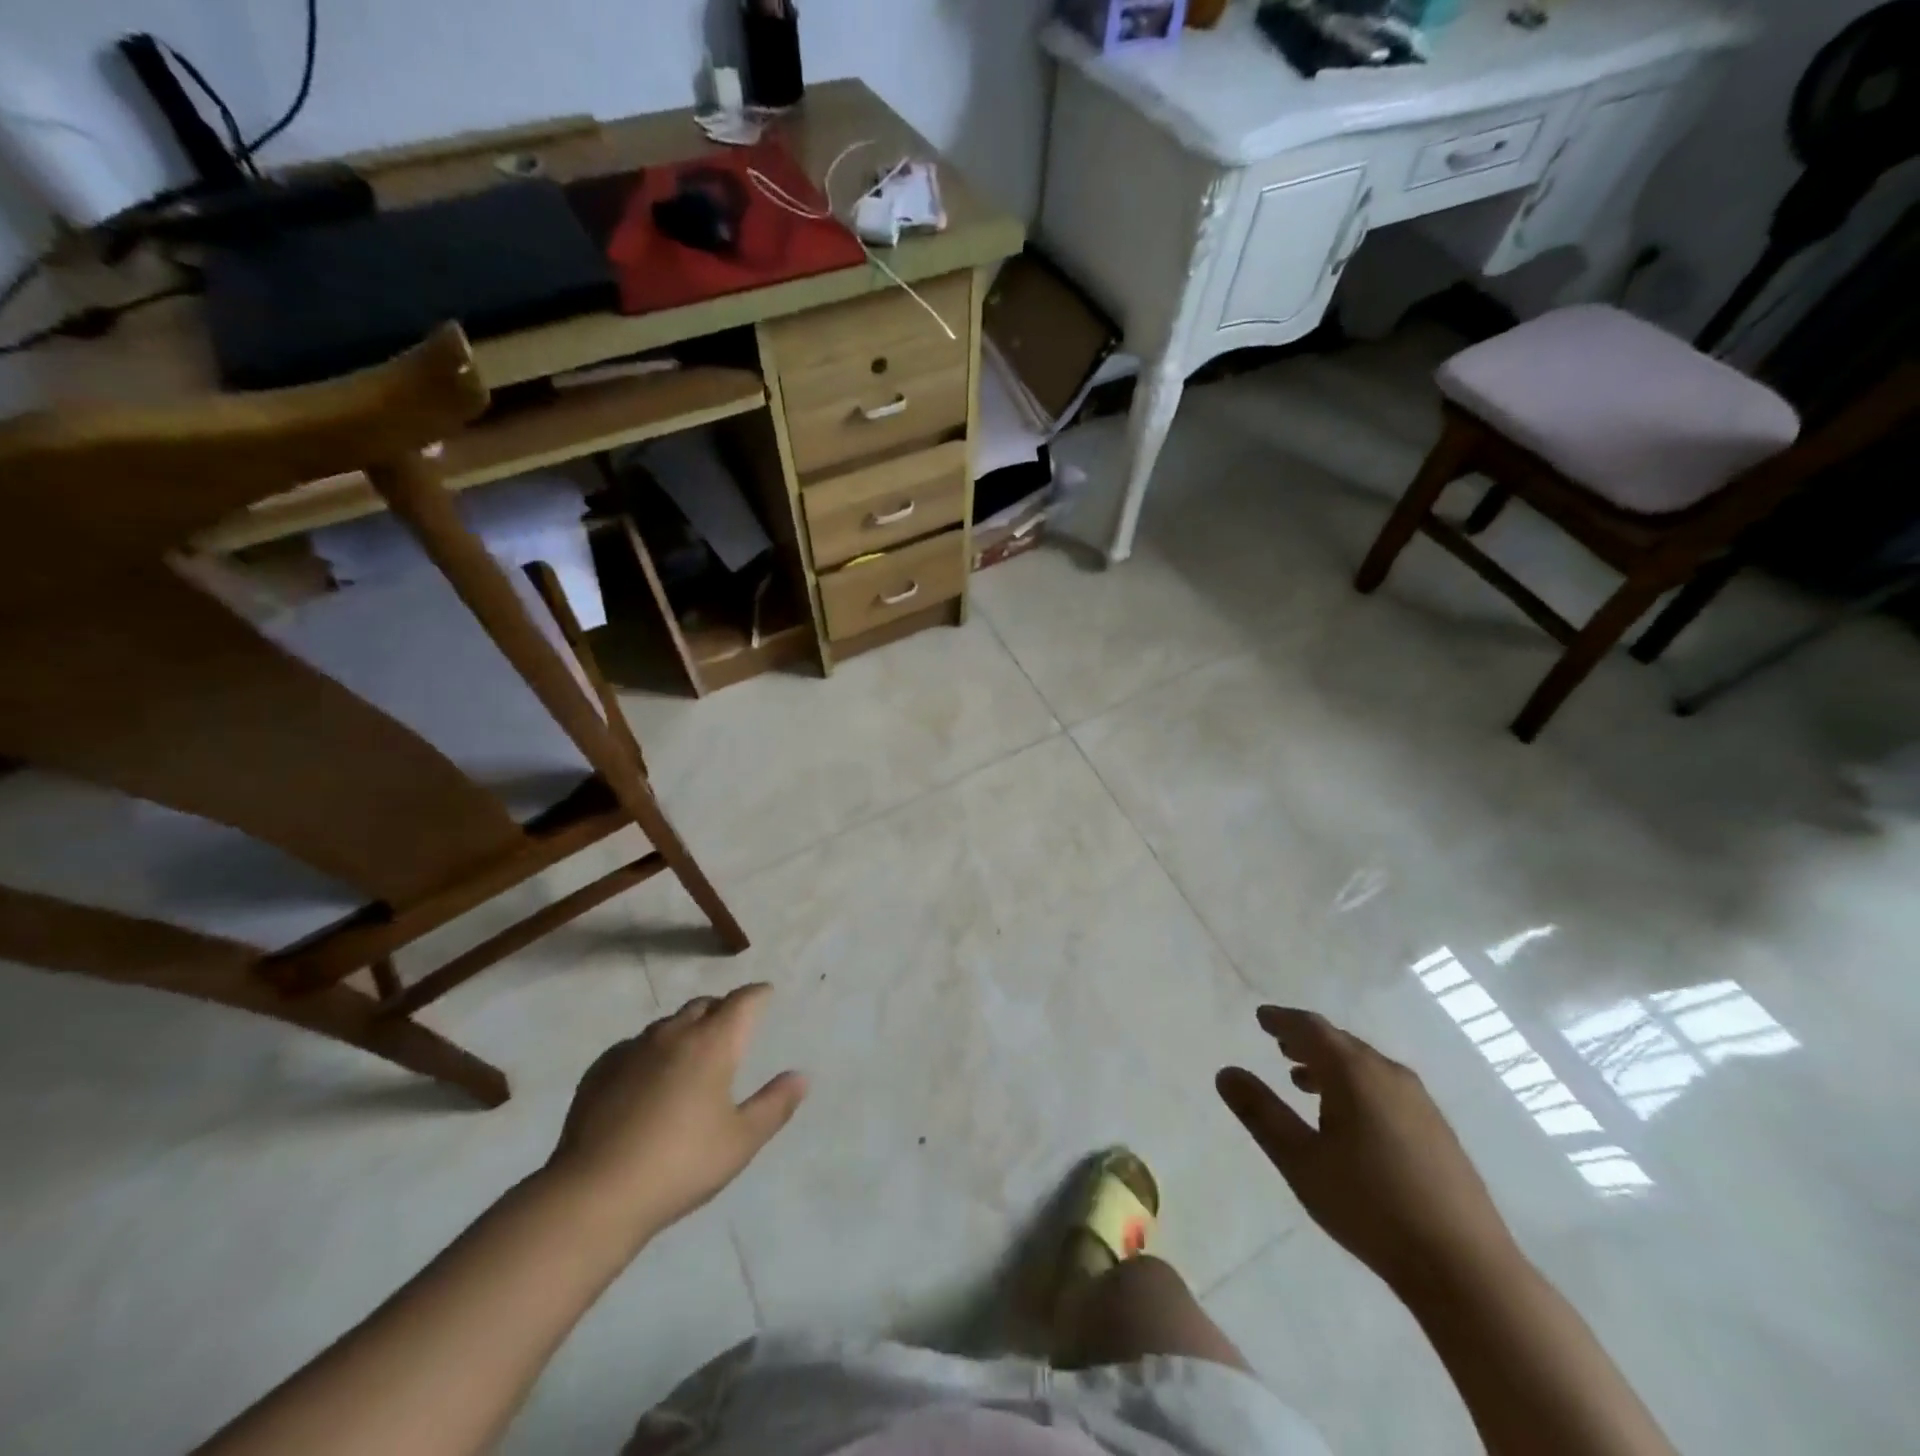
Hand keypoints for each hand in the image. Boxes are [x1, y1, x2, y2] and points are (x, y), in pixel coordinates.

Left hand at [546, 985, 805, 1242]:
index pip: (743, 1001)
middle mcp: (674, 1034)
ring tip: (691, 1056)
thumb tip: (801, 1076)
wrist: (594, 1194)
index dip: (758, 994)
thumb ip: (775, 1104)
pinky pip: (634, 1047)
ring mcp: (632, 1050)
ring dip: (685, 1030)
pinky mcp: (600, 1071)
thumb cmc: (681, 1164)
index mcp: (713, 1043)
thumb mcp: (741, 1141)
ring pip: (667, 1025)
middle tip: (731, 1029)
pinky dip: (651, 1053)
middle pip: (704, 1005)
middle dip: (721, 1010)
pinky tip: (647, 1079)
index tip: (766, 994)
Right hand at [1218, 1007, 1517, 1294]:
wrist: (1465, 1268)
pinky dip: (1357, 1086)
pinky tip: (1350, 1118)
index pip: (1311, 1029)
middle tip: (1279, 1044)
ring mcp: (1420, 1103)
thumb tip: (1226, 1073)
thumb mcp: (1300, 1161)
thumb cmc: (1370, 1207)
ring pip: (1365, 1067)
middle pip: (1341, 1043)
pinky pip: (1385, 1088)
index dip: (1282, 1020)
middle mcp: (1389, 1075)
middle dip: (1307, 1041)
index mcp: (1354, 1073)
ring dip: (1331, 1066)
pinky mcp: (1438, 1131)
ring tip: (1305, 1081)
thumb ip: (1261, 1113)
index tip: (1261, 1018)